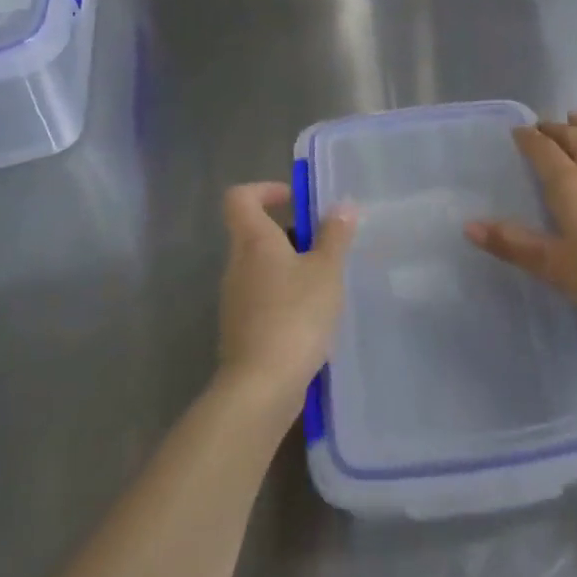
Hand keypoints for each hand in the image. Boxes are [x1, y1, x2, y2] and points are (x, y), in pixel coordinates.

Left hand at [216, 182, 355, 406]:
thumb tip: (342, 205)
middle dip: (289, 234)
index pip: (240, 198)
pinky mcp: (240, 330)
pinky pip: (263, 299)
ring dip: (290, 269)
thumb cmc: (295, 316)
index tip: (294, 199)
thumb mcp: (326, 271)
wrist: (260, 387)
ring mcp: (234, 300)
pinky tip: (312, 319)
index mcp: (253, 242)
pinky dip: (285, 298)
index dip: (264, 190)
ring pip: (261, 269)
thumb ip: (335, 236)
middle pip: (254, 234)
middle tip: (324, 247)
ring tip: (325, 285)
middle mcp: (237, 265)